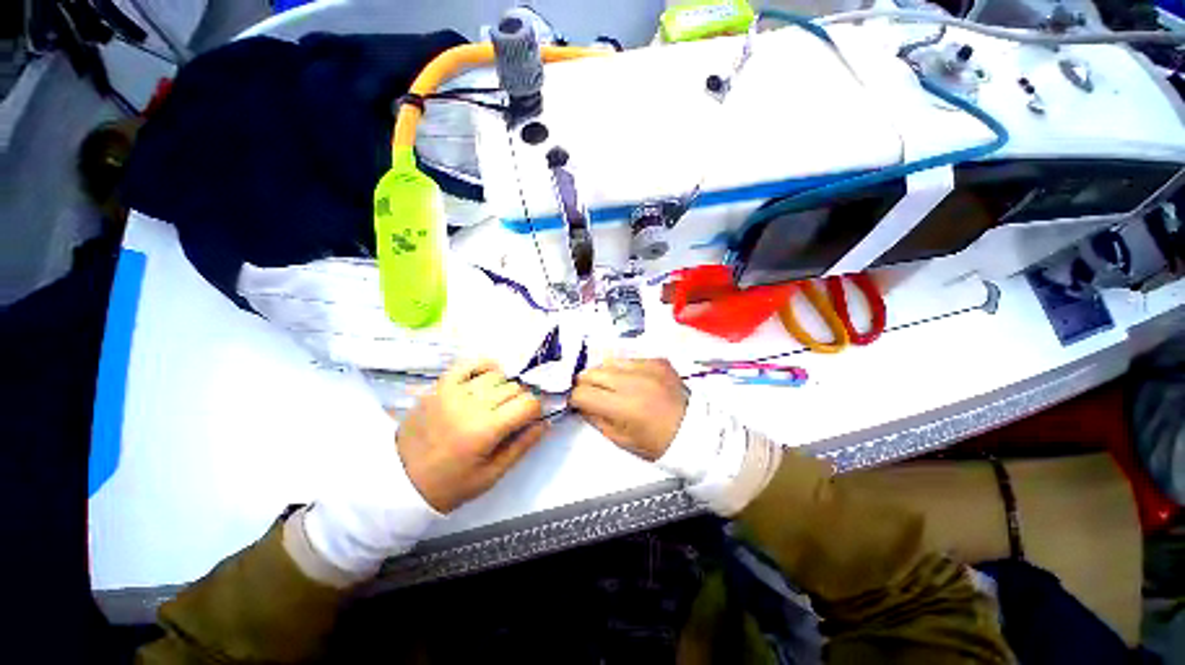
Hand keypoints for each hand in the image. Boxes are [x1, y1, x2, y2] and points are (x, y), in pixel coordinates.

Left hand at [397, 359, 546, 512]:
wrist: (400, 482)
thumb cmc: (451, 484)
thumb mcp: (492, 474)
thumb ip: (522, 446)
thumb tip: (545, 423)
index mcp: (485, 430)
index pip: (528, 403)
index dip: (535, 411)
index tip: (529, 421)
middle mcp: (471, 404)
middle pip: (514, 388)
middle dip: (520, 401)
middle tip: (511, 417)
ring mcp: (453, 391)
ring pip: (497, 376)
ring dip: (503, 388)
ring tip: (495, 404)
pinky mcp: (440, 386)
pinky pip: (469, 364)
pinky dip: (484, 368)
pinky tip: (487, 379)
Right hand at [571, 358, 688, 460]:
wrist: (695, 430)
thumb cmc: (658, 443)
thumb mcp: (622, 440)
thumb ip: (595, 419)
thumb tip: (579, 403)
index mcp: (625, 407)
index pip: (582, 393)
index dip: (575, 399)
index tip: (576, 402)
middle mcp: (634, 381)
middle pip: (591, 372)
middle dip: (585, 384)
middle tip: (591, 394)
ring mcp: (647, 367)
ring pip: (608, 362)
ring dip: (604, 375)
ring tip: (613, 387)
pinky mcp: (657, 360)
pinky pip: (629, 359)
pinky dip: (624, 369)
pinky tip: (632, 382)